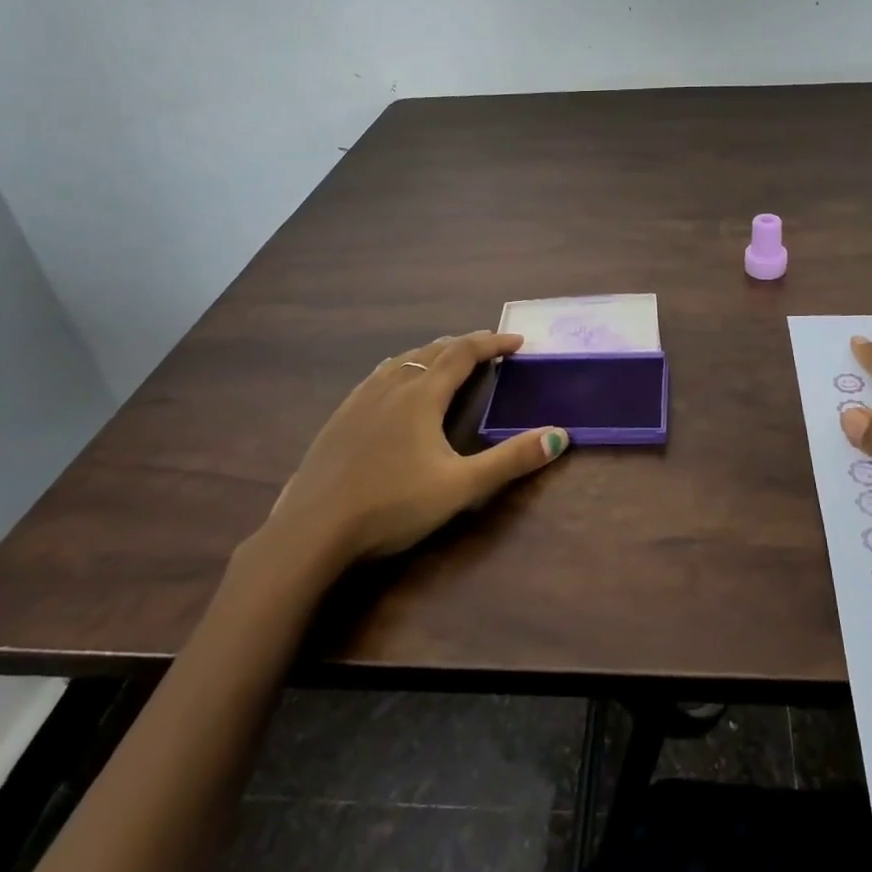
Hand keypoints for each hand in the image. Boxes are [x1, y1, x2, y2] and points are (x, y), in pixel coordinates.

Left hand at [258, 330, 566, 566]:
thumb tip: (559, 436)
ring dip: (432, 354)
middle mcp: (391, 387)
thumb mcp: (461, 487)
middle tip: (489, 349)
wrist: (312, 531)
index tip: (518, 341)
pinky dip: (401, 368)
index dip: (492, 343)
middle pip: (432, 352)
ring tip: (447, 359)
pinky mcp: (339, 419)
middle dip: (465, 345)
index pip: (463, 354)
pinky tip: (394, 387)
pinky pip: (378, 376)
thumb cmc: (392, 506)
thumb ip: (511, 460)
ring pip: (402, 361)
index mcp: (422, 397)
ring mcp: (359, 401)